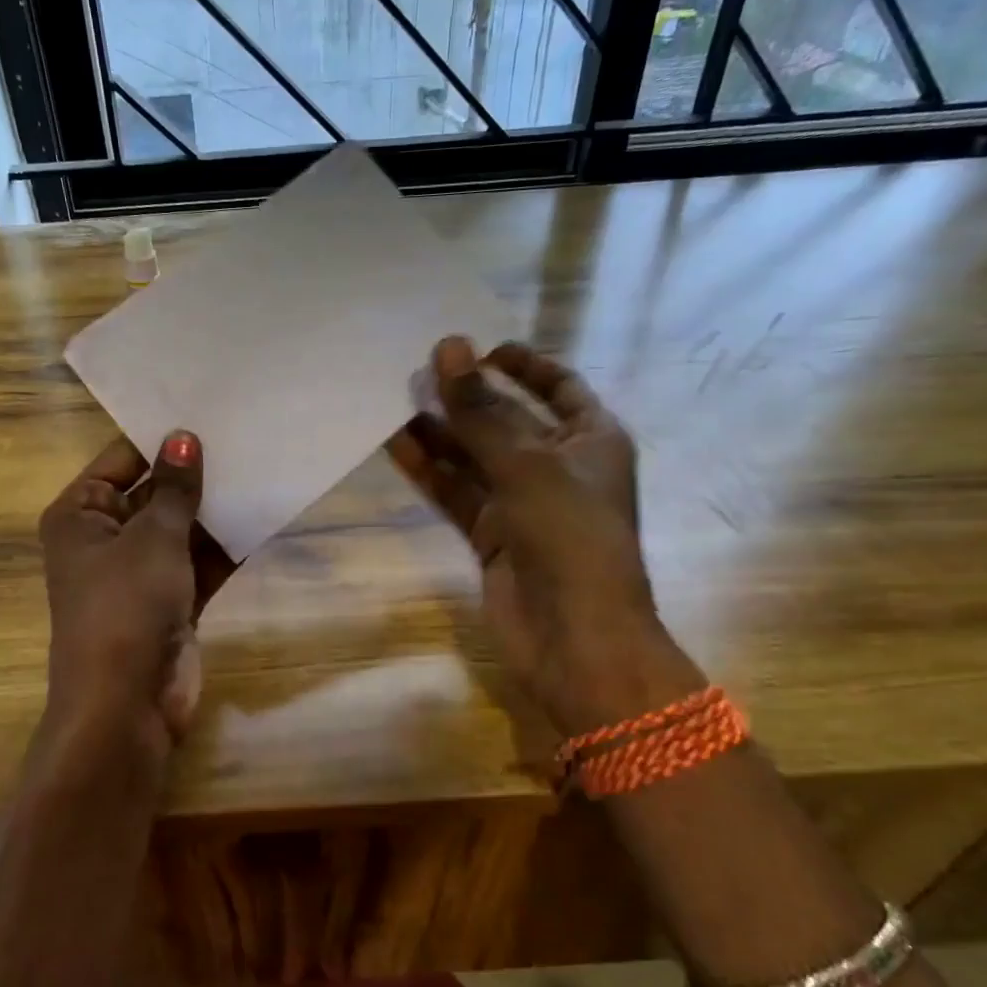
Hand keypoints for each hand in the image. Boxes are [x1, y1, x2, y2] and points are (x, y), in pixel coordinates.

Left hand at [39, 431, 234, 754]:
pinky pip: (199, 563)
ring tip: (261, 467)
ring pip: (181, 530)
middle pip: (154, 494)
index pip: (121, 461)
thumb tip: (184, 437)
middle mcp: (105, 539)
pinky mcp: (170, 603)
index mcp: (80, 515)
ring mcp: (140, 574)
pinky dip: (224, 546)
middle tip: (244, 435)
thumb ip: (175, 488)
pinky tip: (262, 516)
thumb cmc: (126, 606)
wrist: (126, 705)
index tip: (207, 411)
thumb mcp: (153, 538)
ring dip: (214, 510)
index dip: (161, 439)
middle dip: (195, 474)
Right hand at [389, 337, 702, 737]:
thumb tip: (449, 347)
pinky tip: (396, 444)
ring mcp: (522, 503)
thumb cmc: (570, 538)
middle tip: (418, 369)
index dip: (522, 363)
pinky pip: (457, 492)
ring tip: (395, 399)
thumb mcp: (528, 465)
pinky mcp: (491, 535)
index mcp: (591, 439)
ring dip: (440, 430)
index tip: (478, 347)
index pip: (558, 385)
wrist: (575, 639)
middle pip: (507, 419)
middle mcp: (558, 466)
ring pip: (474, 456)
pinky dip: (430, 469)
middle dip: (467, 396)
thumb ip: (482, 410)